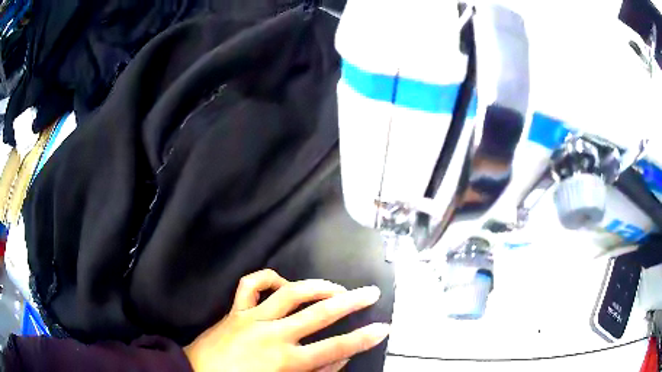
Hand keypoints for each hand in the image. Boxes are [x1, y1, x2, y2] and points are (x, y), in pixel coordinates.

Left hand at [184, 269, 388, 371]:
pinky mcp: (236, 310)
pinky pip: (250, 285)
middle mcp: (274, 335)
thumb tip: (340, 358)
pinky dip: (268, 278)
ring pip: (290, 293)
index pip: (335, 348)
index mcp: (287, 361)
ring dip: (317, 286)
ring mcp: (253, 318)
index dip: (363, 339)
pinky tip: (283, 280)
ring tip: (335, 286)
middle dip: (351, 302)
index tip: (382, 327)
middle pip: (320, 314)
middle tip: (370, 292)